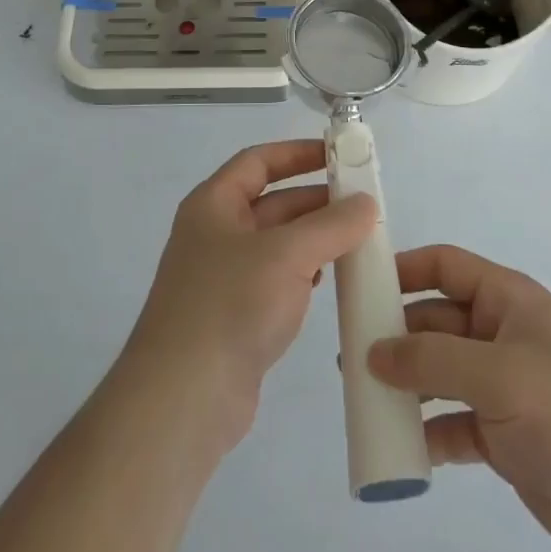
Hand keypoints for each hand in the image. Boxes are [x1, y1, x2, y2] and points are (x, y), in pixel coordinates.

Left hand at [120, 140, 376, 454]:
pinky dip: (305, 274)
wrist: (184, 397)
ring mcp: (224, 277)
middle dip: (315, 200)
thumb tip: (366, 202)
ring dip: (315, 239)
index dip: (297, 153)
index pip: (258, 162)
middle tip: (364, 203)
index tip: (339, 155)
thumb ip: (330, 225)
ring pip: (278, 244)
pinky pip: (277, 280)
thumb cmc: (230, 305)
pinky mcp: (236, 316)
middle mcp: (215, 234)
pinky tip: (332, 280)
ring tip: (359, 239)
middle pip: (271, 202)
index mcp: (213, 204)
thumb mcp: (286, 255)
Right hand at [367, 244, 550, 551]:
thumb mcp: (497, 374)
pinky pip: (450, 422)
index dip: (402, 269)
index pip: (444, 267)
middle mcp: (499, 335)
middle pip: (433, 321)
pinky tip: (400, 445)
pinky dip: (426, 431)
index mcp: (506, 300)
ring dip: (404, 383)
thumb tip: (372, 353)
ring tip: (363, 395)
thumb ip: (430, 360)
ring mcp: (500, 386)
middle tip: (349, 354)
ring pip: (437, 373)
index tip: (358, 286)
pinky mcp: (501, 434)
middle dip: (394, 334)